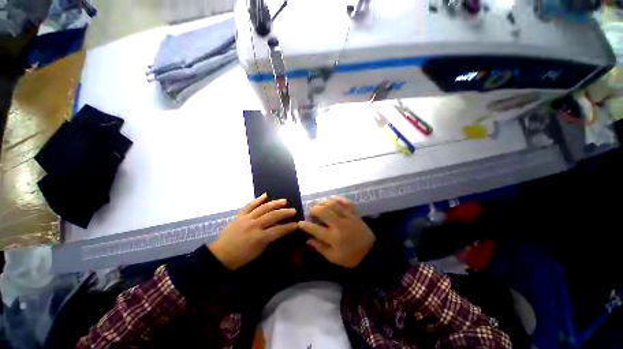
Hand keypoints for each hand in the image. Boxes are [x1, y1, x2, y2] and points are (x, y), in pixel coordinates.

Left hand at [208, 193, 297, 269]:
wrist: (219, 255)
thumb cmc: (240, 258)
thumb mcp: (258, 252)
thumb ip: (269, 240)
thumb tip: (279, 231)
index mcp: (259, 238)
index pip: (278, 230)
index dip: (289, 227)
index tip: (297, 224)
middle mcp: (254, 226)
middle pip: (272, 216)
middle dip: (285, 213)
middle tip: (293, 210)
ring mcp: (246, 219)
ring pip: (263, 208)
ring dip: (275, 203)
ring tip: (284, 201)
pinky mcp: (240, 216)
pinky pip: (249, 205)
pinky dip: (258, 199)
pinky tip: (265, 195)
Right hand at [298, 197, 374, 267]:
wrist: (371, 253)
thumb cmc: (350, 257)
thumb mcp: (333, 257)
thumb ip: (320, 248)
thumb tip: (308, 239)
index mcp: (333, 238)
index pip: (315, 229)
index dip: (305, 225)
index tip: (300, 223)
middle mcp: (339, 225)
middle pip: (323, 211)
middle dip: (314, 209)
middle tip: (311, 211)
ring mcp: (348, 217)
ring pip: (333, 204)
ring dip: (324, 202)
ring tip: (319, 204)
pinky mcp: (355, 214)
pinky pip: (346, 202)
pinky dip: (338, 199)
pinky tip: (332, 199)